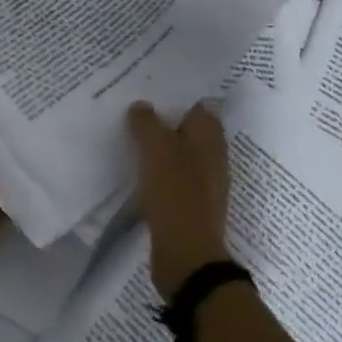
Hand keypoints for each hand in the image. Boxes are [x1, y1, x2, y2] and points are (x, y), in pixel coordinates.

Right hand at [128, 101, 232, 299]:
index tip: (150, 85)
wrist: (187, 256)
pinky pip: (171, 176)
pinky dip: (156, 169)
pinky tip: (136, 168)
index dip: (177, 94)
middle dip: (164, 117)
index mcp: (210, 137)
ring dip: (158, 144)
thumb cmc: (176, 193)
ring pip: (178, 152)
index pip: (198, 104)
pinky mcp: (190, 204)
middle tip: (133, 106)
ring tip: (129, 133)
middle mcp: (212, 155)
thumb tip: (141, 106)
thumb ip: (147, 122)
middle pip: (187, 127)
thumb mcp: (157, 149)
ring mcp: (203, 182)